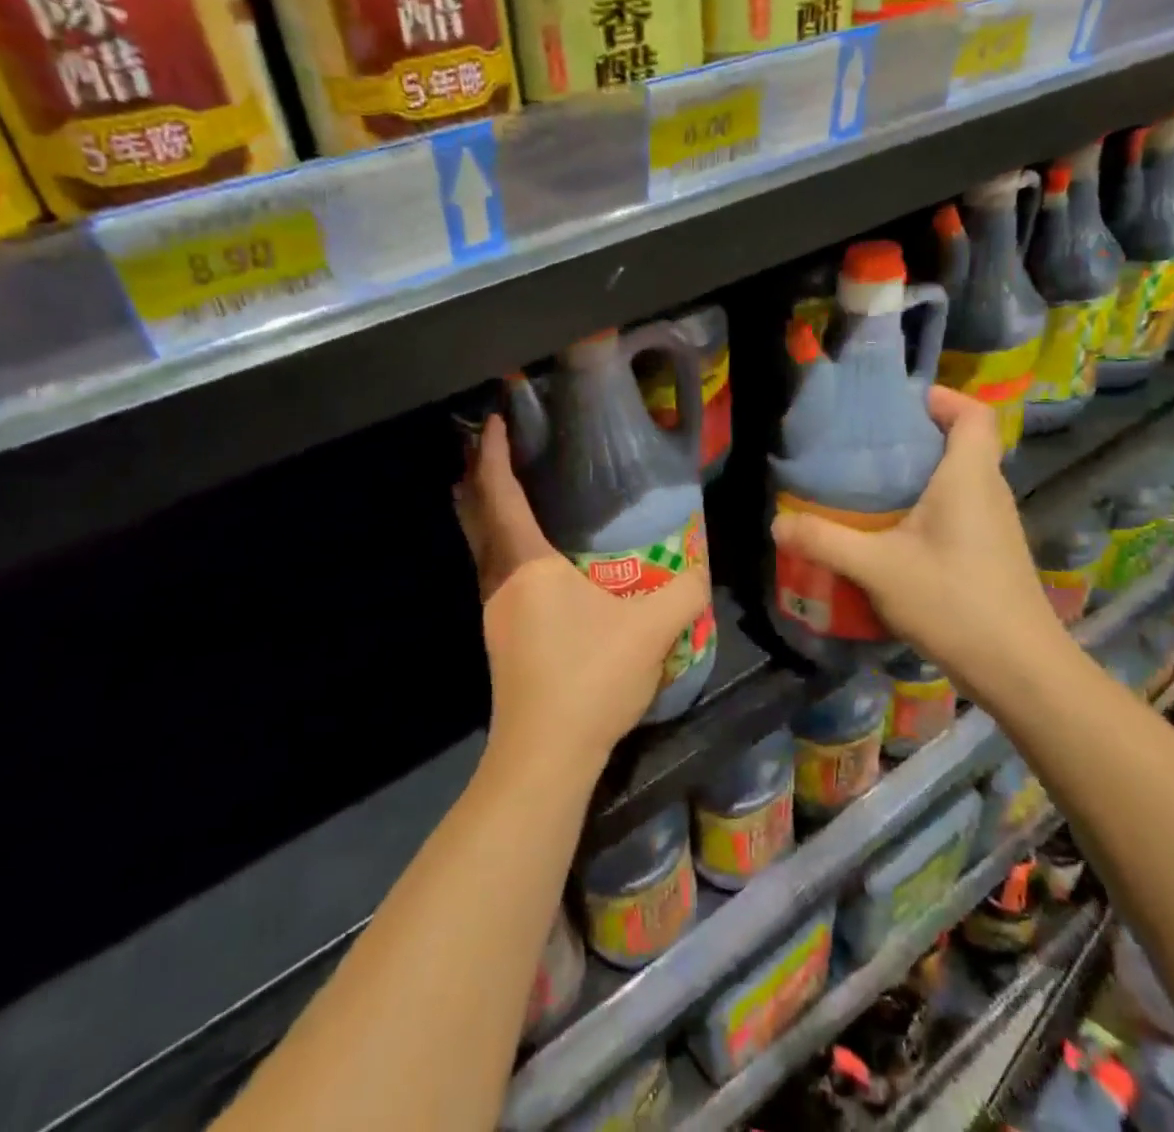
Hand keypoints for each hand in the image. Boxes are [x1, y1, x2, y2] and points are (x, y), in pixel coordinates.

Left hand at [457, 415, 711, 776]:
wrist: (546, 753)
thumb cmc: (590, 676)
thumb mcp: (652, 629)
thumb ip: (683, 592)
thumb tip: (698, 570)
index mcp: (527, 564)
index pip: (500, 494)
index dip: (493, 454)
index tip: (493, 420)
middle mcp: (500, 581)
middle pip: (475, 517)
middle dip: (476, 478)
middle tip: (488, 450)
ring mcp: (494, 613)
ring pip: (480, 548)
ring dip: (484, 515)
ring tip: (502, 495)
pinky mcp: (500, 639)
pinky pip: (492, 572)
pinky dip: (498, 546)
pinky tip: (527, 562)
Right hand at [770, 387, 1064, 683]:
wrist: (1020, 670)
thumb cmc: (953, 601)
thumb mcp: (877, 568)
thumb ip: (824, 541)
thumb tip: (777, 523)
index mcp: (969, 477)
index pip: (974, 415)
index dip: (942, 398)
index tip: (898, 404)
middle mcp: (988, 492)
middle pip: (962, 443)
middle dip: (916, 436)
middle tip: (865, 445)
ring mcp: (994, 525)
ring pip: (960, 479)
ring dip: (920, 474)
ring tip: (869, 485)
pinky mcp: (991, 553)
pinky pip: (959, 509)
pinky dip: (927, 505)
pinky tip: (891, 533)